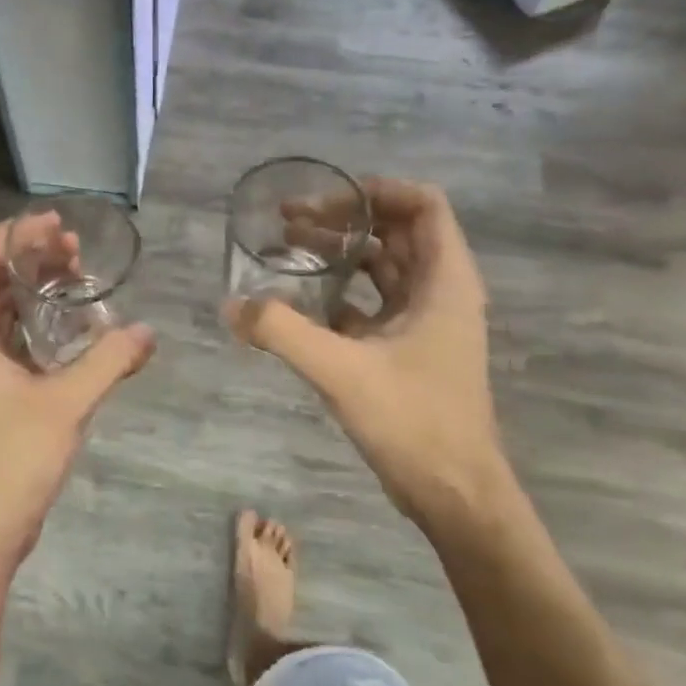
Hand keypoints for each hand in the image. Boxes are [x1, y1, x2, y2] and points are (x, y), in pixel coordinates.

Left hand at [0, 215, 154, 578]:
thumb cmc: (10, 462)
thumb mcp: (66, 405)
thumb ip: (108, 362)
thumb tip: (148, 332)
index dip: (12, 235)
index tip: (56, 227)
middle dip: (30, 259)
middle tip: (77, 252)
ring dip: (35, 291)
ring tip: (79, 280)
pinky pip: (9, 340)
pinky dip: (37, 324)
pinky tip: (74, 328)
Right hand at [226, 180, 511, 531]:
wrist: (455, 494)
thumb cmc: (413, 422)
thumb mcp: (341, 370)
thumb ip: (283, 331)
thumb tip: (231, 305)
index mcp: (444, 281)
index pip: (423, 205)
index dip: (376, 191)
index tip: (326, 199)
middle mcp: (440, 292)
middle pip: (396, 231)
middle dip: (344, 218)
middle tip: (289, 221)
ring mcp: (425, 322)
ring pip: (381, 267)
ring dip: (338, 253)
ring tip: (285, 248)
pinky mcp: (407, 349)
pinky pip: (371, 302)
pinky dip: (338, 292)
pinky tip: (297, 301)